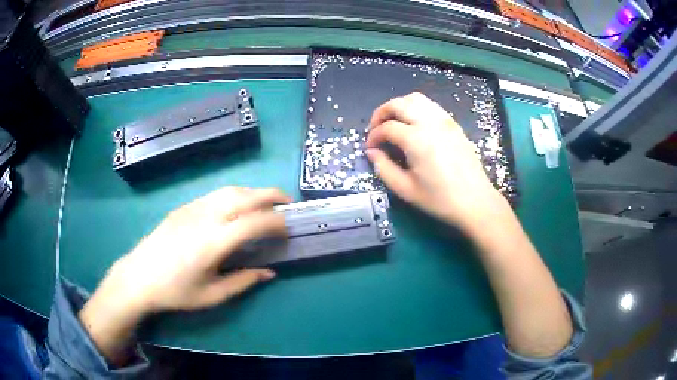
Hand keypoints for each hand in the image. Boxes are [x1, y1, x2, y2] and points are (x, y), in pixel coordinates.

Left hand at [79, 187, 289, 364]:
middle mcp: (206, 217)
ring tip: (266, 202)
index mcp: (214, 242)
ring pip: (230, 190)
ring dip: (253, 192)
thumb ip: (244, 281)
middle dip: (271, 196)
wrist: (139, 277)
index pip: (254, 222)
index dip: (276, 222)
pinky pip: (215, 194)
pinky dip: (234, 195)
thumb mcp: (212, 295)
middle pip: (245, 196)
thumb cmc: (176, 292)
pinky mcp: (183, 207)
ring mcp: (193, 208)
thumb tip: (269, 272)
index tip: (288, 228)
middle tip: (287, 202)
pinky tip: (236, 206)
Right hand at [366, 92, 506, 232]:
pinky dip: (416, 108)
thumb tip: (372, 152)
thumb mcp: (406, 190)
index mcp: (416, 139)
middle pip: (399, 104)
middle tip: (376, 129)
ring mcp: (444, 120)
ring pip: (415, 99)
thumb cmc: (440, 199)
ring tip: (394, 122)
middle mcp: (429, 122)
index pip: (387, 127)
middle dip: (382, 113)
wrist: (475, 201)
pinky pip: (430, 106)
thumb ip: (384, 168)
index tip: (370, 148)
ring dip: (399, 106)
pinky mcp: (453, 124)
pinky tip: (414, 124)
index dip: (373, 136)